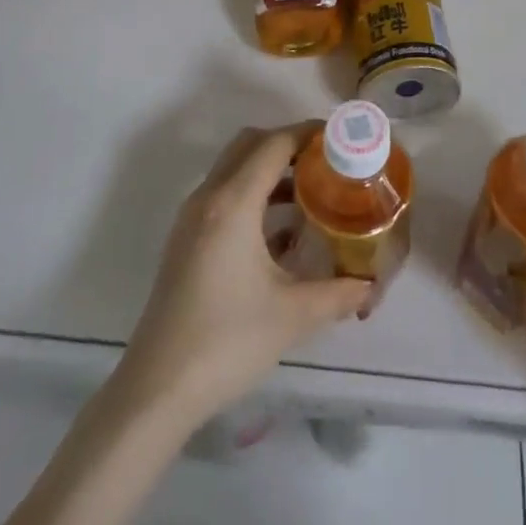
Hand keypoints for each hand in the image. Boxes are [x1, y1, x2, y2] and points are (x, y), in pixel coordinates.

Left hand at [115, 123, 370, 432]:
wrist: (156, 391)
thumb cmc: (226, 343)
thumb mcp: (292, 316)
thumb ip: (337, 294)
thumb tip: (369, 286)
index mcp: (233, 203)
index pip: (275, 144)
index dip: (308, 133)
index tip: (340, 139)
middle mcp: (209, 197)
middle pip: (251, 144)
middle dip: (288, 144)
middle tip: (325, 162)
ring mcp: (192, 217)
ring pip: (234, 167)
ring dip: (269, 169)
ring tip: (311, 192)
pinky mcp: (186, 239)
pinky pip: (224, 193)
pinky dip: (253, 193)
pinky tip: (280, 231)